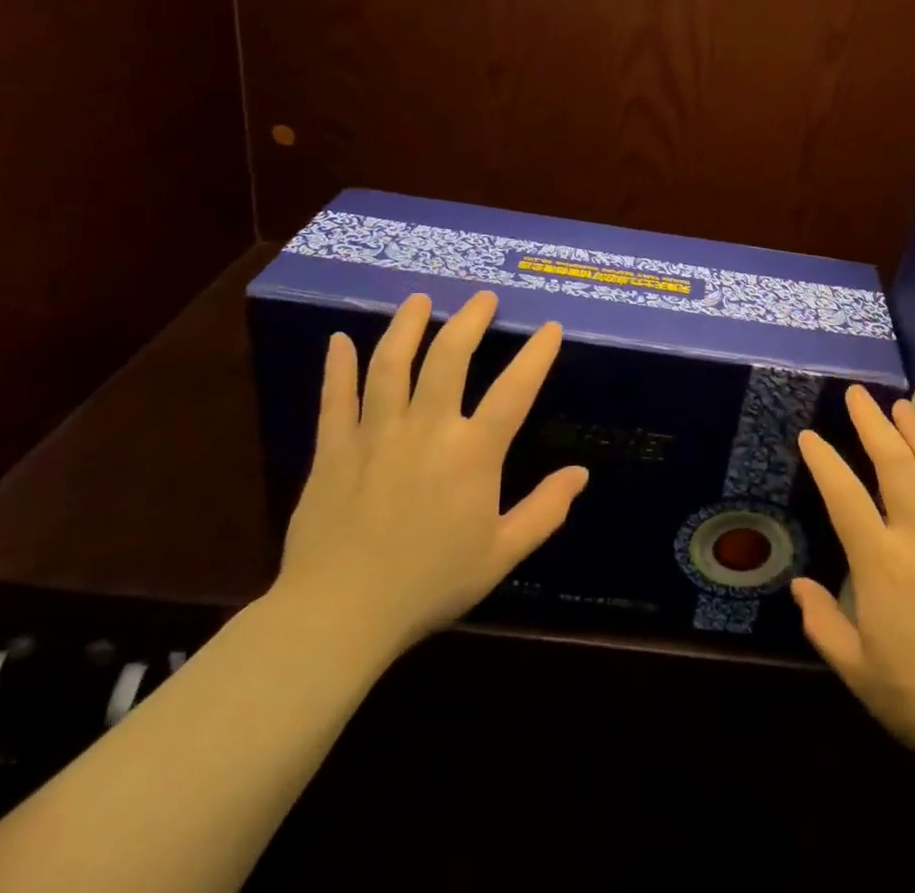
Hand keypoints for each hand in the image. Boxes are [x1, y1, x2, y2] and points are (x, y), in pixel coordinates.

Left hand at [273, 291, 588, 661]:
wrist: (338, 616)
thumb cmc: (429, 584)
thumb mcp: (500, 554)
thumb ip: (544, 511)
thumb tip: (581, 474)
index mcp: (472, 453)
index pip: (515, 390)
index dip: (537, 354)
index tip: (550, 327)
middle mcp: (427, 429)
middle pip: (449, 358)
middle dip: (470, 321)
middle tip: (483, 298)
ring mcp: (376, 434)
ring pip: (391, 365)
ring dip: (406, 326)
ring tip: (420, 300)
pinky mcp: (334, 450)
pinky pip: (336, 399)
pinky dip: (339, 367)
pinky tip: (339, 339)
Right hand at [793, 386, 914, 775]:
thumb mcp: (859, 673)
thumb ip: (823, 625)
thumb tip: (799, 586)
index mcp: (881, 565)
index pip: (844, 497)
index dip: (824, 461)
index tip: (809, 435)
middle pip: (895, 464)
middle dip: (873, 423)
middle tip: (857, 393)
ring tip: (902, 405)